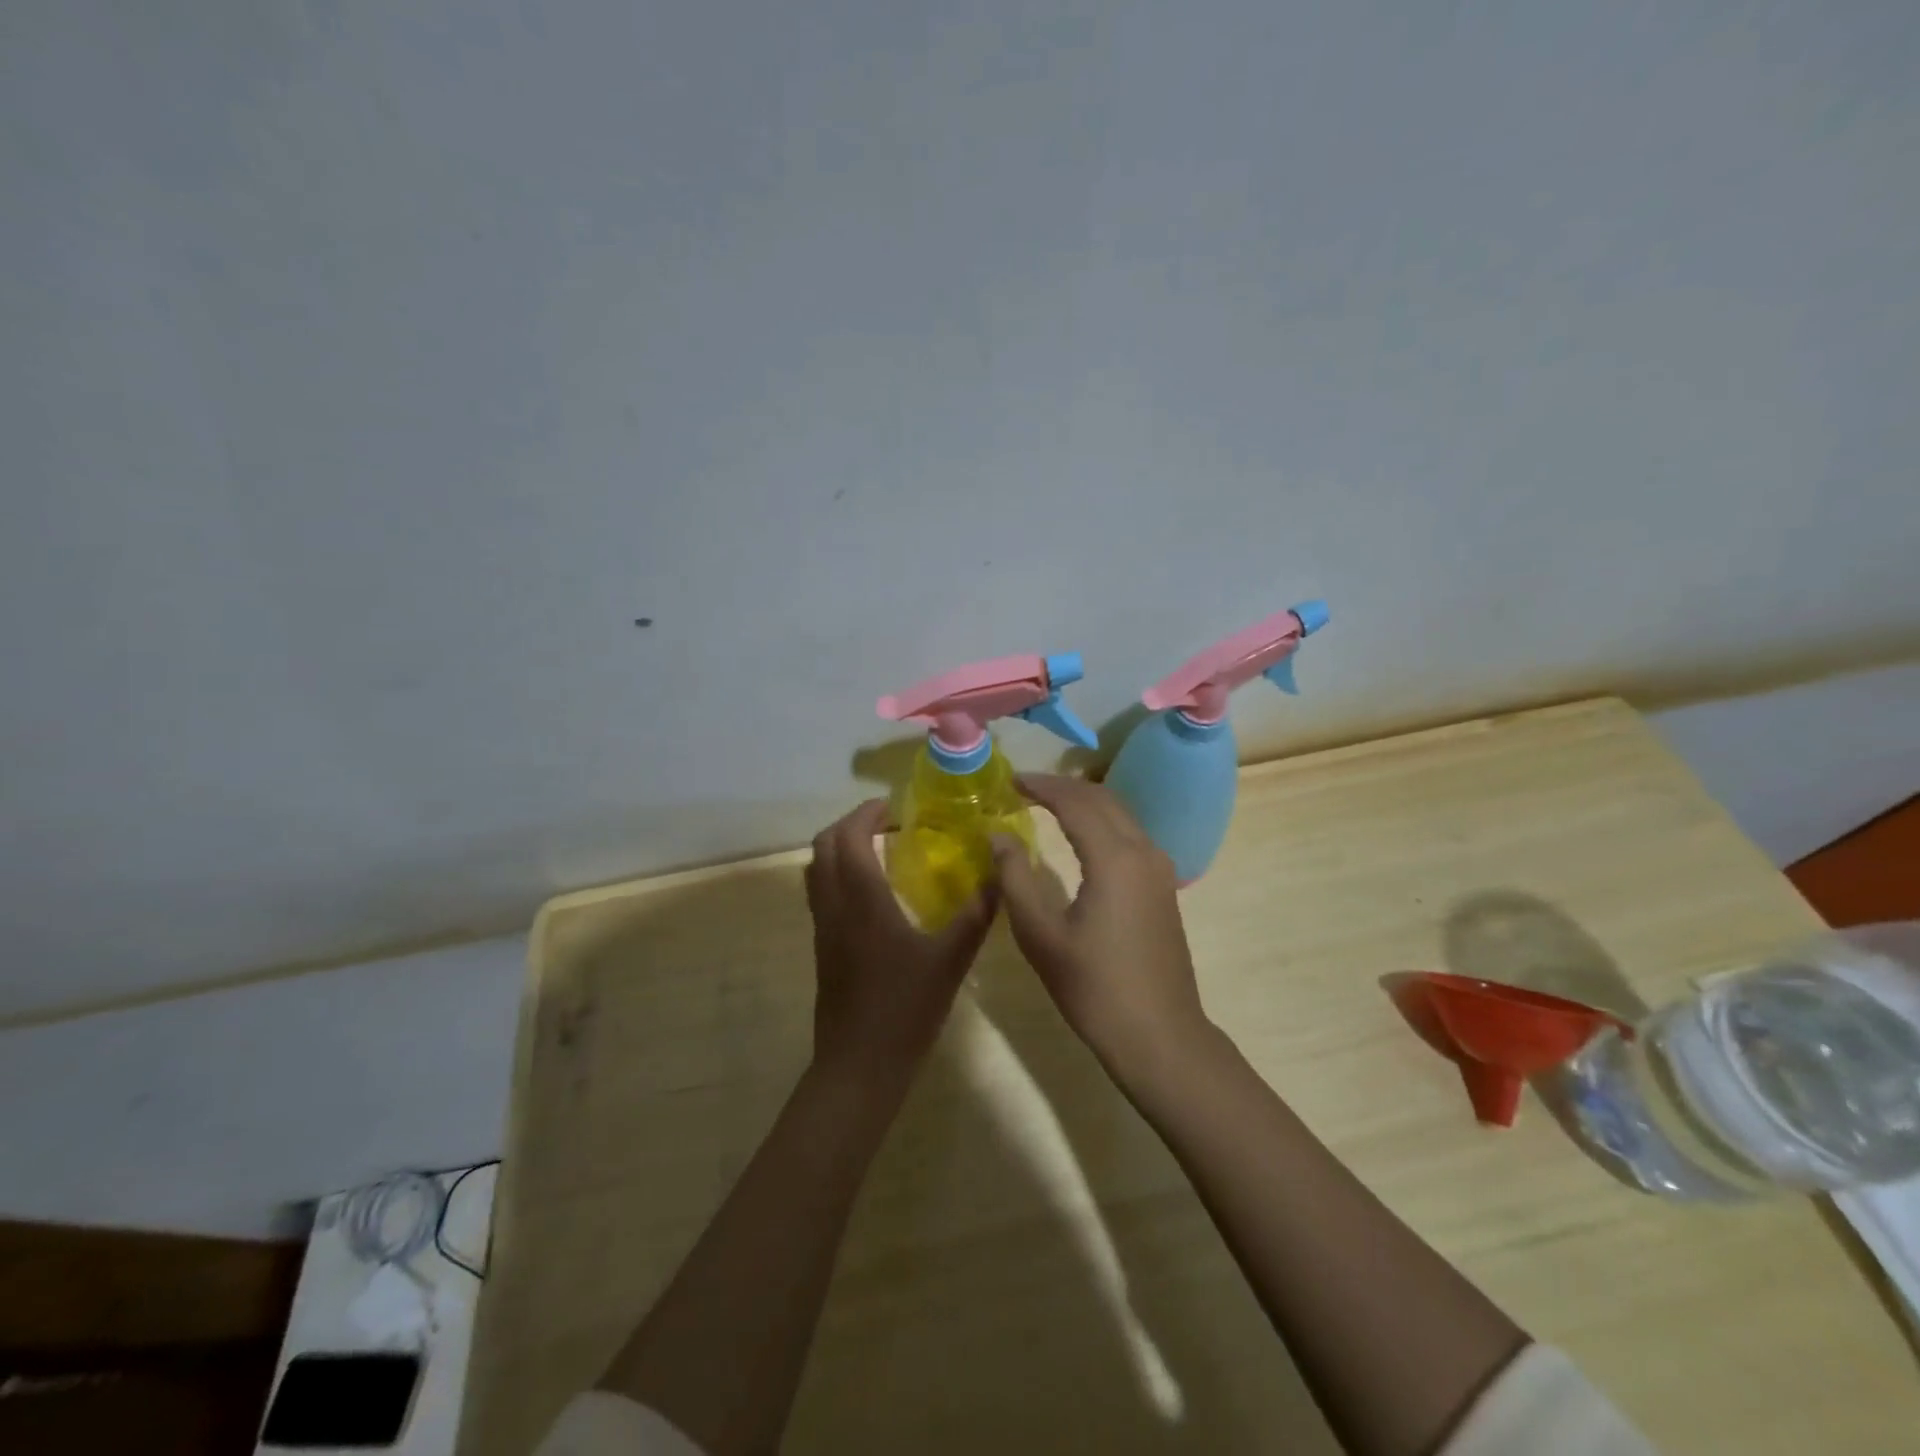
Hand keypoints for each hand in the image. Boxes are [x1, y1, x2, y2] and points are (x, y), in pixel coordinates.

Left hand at [805, 799, 997, 1092]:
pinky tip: (875, 892)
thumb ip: (975, 916)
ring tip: (880, 849)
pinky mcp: (823, 946)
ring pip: (816, 869)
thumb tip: (999, 876)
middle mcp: (834, 905)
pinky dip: (839, 873)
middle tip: (888, 824)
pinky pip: (821, 892)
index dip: (867, 814)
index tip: (897, 808)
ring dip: (841, 847)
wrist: (859, 1065)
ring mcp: (823, 927)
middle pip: (823, 845)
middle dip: (851, 824)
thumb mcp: (950, 960)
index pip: (849, 837)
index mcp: (861, 900)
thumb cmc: (904, 1009)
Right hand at [991, 775, 1214, 1080]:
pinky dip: (1102, 821)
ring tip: (1047, 804)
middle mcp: (1143, 851)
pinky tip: (1080, 836)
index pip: (1074, 801)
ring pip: (1120, 813)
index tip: (1010, 780)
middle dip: (1062, 787)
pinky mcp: (1164, 886)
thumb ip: (1015, 878)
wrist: (1159, 1034)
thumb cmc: (1093, 987)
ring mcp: (1159, 868)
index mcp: (1114, 858)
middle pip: (1102, 798)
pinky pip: (1131, 834)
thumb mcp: (1040, 934)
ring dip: (1084, 801)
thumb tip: (998, 835)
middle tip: (1024, 787)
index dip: (1041, 786)